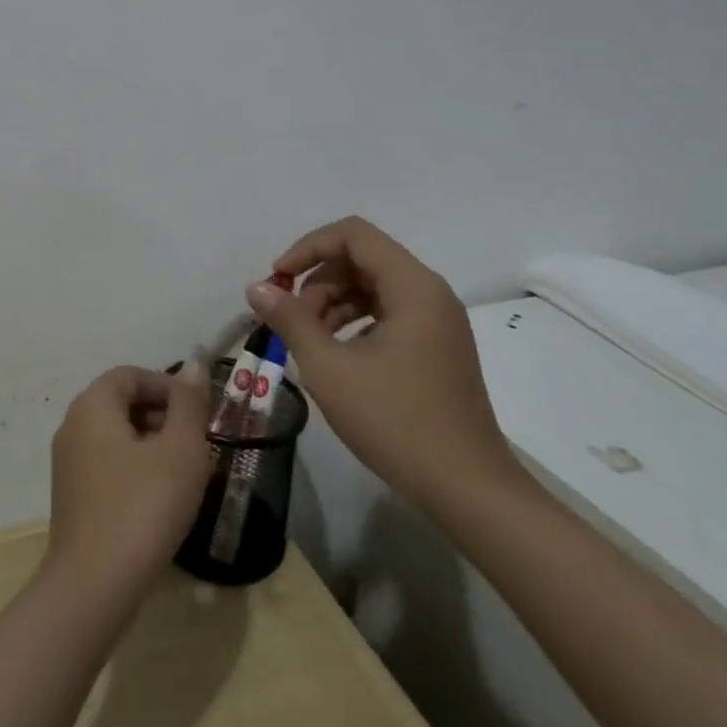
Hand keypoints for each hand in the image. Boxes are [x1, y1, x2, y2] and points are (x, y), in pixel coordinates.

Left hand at [46, 363, 212, 592]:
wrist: (93, 586)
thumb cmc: (143, 506)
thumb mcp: (181, 450)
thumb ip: (189, 404)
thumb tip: (195, 366)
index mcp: (93, 404)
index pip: (132, 374)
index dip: (168, 386)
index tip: (199, 413)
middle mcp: (73, 424)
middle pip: (122, 403)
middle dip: (163, 416)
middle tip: (198, 444)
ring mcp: (68, 463)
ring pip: (116, 436)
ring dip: (152, 445)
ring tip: (185, 474)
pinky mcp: (71, 497)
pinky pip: (107, 465)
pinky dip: (135, 470)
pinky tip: (160, 501)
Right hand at [245, 216, 520, 513]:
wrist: (469, 492)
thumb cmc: (397, 423)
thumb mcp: (330, 369)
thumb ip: (290, 320)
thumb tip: (256, 288)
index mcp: (412, 286)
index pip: (353, 234)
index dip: (308, 247)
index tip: (278, 279)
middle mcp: (429, 292)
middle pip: (362, 258)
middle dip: (318, 280)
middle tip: (289, 319)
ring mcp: (437, 320)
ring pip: (373, 285)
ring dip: (333, 301)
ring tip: (307, 340)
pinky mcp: (437, 346)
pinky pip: (388, 311)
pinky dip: (355, 320)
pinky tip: (336, 354)